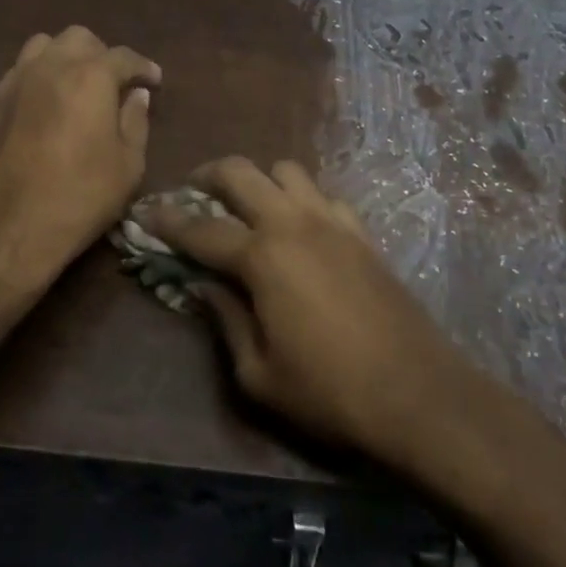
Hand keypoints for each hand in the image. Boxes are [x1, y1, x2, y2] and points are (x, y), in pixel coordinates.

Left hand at [0, 26, 160, 292]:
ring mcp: (16, 80)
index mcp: (90, 77)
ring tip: (78, 86)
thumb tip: (136, 95)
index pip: (123, 56)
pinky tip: (49, 103)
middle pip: (80, 39)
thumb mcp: (127, 166)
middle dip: (102, 55)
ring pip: (44, 45)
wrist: (6, 229)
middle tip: (115, 85)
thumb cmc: (79, 198)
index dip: (143, 67)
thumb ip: (135, 121)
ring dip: (67, 57)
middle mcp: (51, 65)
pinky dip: (41, 73)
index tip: (154, 81)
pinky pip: (22, 68)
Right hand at [146, 156, 465, 472]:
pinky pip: (324, 196)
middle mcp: (292, 224)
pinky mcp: (362, 234)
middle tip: (194, 191)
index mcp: (261, 257)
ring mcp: (332, 223)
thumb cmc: (330, 393)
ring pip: (286, 170)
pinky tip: (300, 228)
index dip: (167, 220)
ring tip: (248, 206)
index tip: (146, 212)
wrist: (419, 396)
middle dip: (208, 174)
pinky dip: (302, 200)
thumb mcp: (258, 374)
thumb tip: (204, 286)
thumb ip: (225, 320)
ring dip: (259, 180)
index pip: (201, 229)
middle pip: (241, 172)